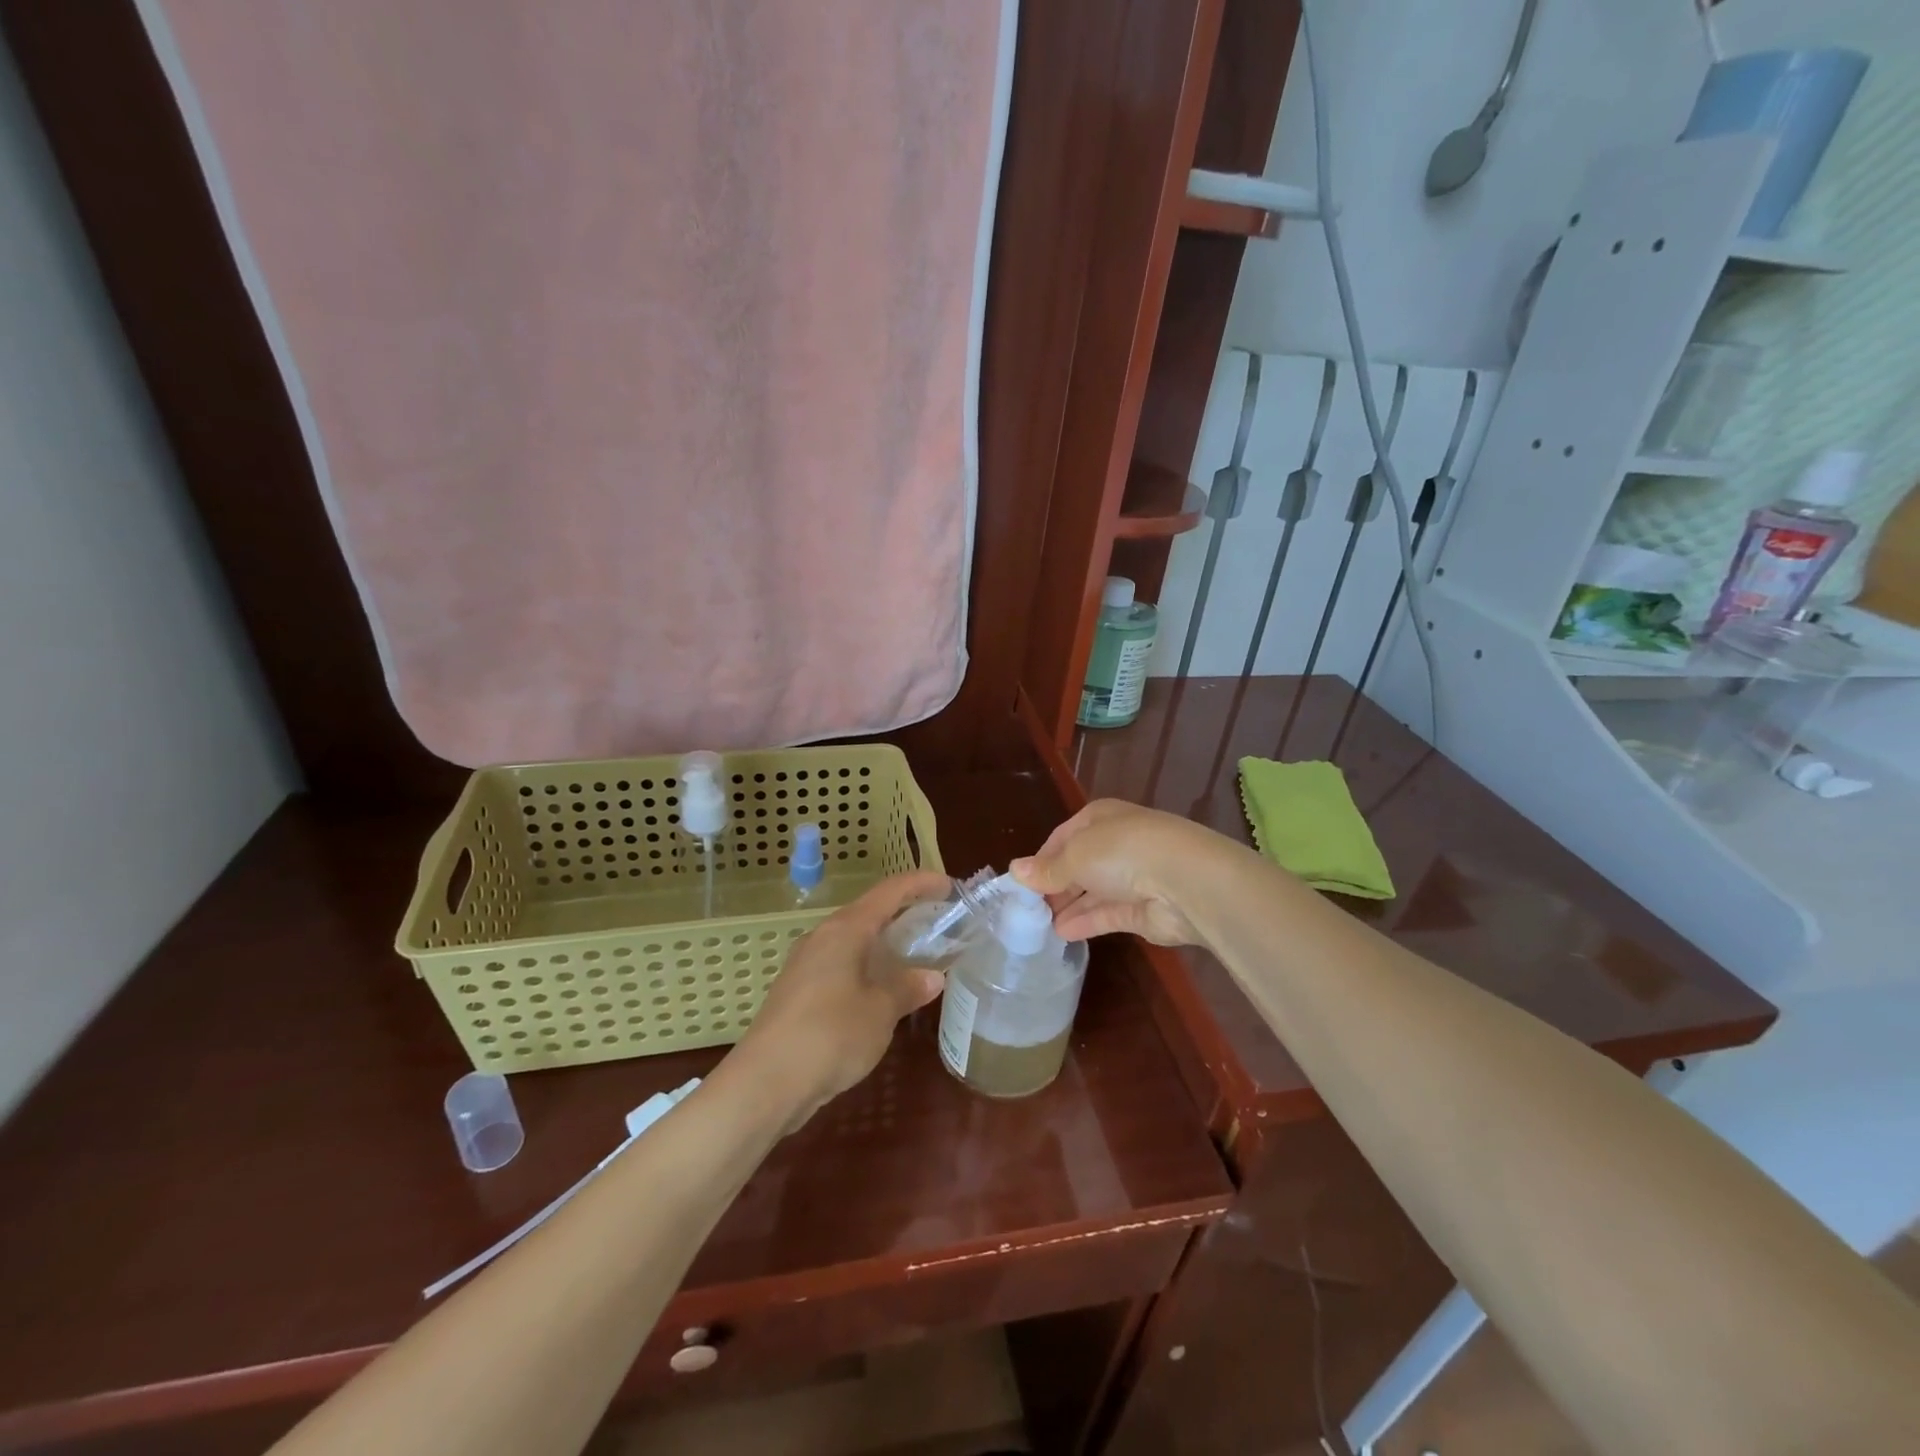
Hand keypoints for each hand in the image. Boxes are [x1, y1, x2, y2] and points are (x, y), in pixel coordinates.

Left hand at [728, 870, 949, 1125]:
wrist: (765, 1083)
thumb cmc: (830, 1035)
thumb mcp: (880, 1011)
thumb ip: (907, 988)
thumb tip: (932, 976)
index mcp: (845, 929)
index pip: (890, 891)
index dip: (921, 884)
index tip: (949, 887)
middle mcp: (823, 937)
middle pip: (869, 913)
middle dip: (904, 914)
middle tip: (938, 924)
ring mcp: (806, 964)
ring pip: (854, 941)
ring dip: (885, 944)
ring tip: (916, 958)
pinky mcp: (797, 992)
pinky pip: (841, 965)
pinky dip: (867, 968)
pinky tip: (882, 992)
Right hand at [1011, 800, 1230, 946]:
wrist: (1185, 882)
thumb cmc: (1123, 852)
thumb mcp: (1075, 856)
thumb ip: (1046, 870)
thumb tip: (1015, 871)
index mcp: (1099, 818)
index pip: (1063, 836)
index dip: (1041, 858)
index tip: (1021, 882)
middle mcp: (1115, 844)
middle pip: (1077, 865)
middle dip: (1053, 885)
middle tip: (1026, 909)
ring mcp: (1131, 878)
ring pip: (1091, 891)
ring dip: (1067, 906)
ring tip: (1038, 926)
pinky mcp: (1141, 910)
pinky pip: (1105, 915)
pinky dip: (1084, 922)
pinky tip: (1061, 933)